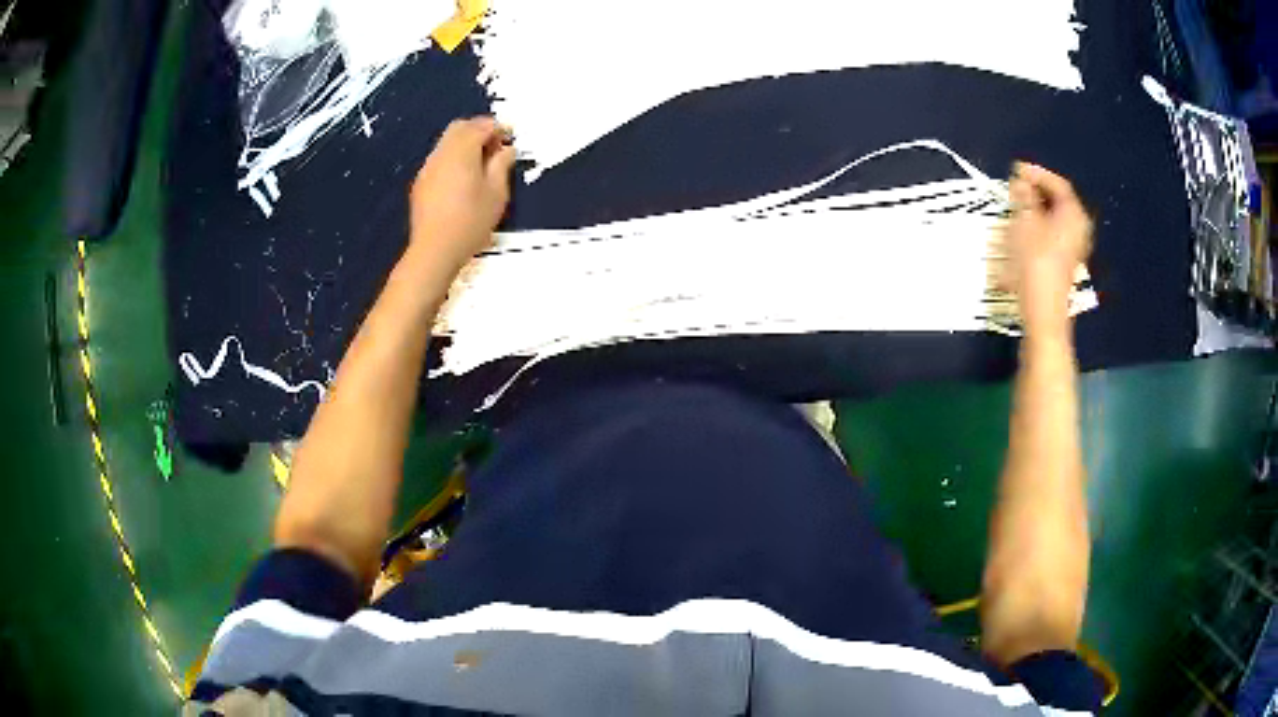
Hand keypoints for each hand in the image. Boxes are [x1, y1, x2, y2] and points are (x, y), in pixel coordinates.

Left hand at [409, 117, 516, 272]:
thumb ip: (502, 166)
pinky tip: (464, 178)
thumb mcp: (497, 194)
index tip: (511, 136)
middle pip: (460, 127)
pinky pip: (440, 159)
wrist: (434, 250)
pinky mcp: (421, 183)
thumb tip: (506, 150)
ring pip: (447, 142)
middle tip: (496, 146)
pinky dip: (454, 158)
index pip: (481, 126)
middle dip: (479, 130)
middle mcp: (441, 154)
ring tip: (482, 163)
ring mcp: (428, 168)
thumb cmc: (470, 222)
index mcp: (462, 152)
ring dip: (465, 144)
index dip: (499, 127)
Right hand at [1003, 162, 1092, 335]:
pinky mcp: (1065, 264)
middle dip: (1035, 193)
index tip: (1016, 170)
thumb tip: (1021, 182)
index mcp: (1073, 214)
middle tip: (1014, 188)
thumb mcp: (1024, 223)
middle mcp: (1079, 229)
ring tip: (1014, 210)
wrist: (1043, 314)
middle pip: (1057, 201)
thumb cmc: (1035, 264)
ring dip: (1034, 212)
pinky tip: (1021, 233)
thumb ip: (1023, 197)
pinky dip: (1037, 228)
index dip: (1036, 173)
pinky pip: (1052, 236)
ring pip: (1053, 219)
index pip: (1057, 183)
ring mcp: (1074, 249)